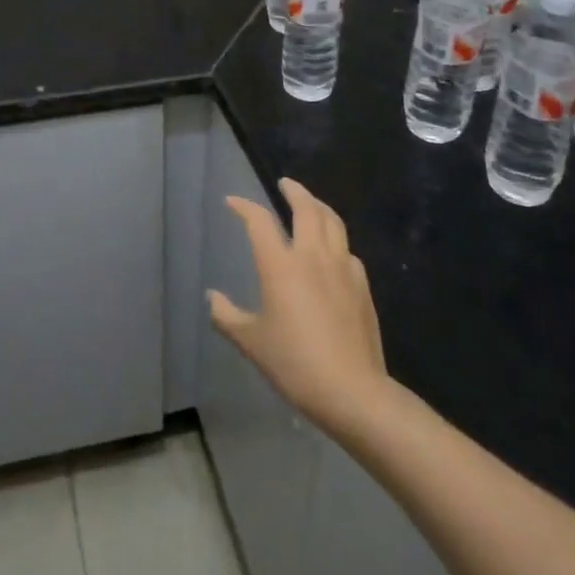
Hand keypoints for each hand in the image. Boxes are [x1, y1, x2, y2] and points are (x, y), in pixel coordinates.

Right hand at [208, 178, 387, 435]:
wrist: (352, 391)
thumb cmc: (295, 364)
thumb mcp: (251, 343)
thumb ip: (227, 317)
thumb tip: (212, 298)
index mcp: (280, 264)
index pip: (258, 221)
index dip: (243, 207)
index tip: (232, 202)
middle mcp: (311, 255)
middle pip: (305, 208)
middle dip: (294, 191)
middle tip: (285, 183)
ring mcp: (341, 268)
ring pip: (332, 222)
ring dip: (319, 206)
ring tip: (311, 204)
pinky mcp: (361, 285)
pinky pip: (347, 250)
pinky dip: (336, 239)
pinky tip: (334, 251)